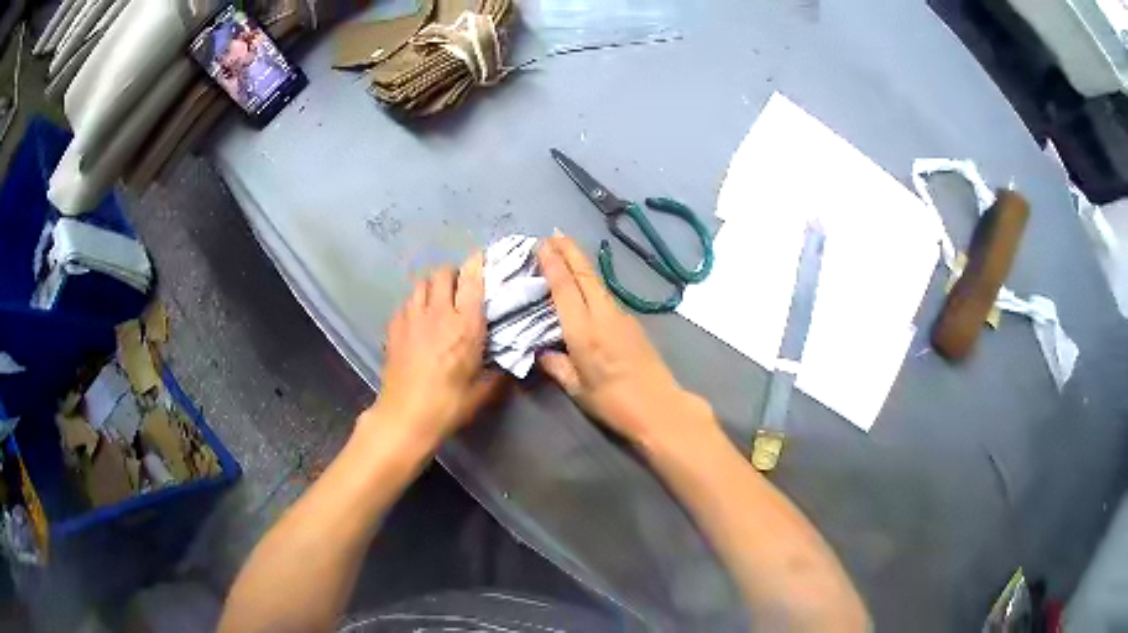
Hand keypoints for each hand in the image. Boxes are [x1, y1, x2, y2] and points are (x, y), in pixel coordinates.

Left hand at [367, 254, 504, 442]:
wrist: (405, 417)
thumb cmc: (448, 405)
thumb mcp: (482, 392)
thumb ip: (498, 373)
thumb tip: (510, 362)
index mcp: (465, 326)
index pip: (472, 280)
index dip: (478, 264)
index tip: (483, 260)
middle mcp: (439, 313)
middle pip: (443, 272)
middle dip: (454, 274)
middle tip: (460, 288)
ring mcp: (412, 317)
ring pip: (422, 282)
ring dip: (433, 285)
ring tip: (438, 299)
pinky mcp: (394, 326)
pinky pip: (406, 302)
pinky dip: (415, 303)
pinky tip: (418, 320)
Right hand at [536, 236, 716, 450]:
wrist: (660, 408)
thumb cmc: (614, 403)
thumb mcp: (577, 389)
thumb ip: (556, 366)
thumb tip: (541, 351)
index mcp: (583, 331)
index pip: (565, 288)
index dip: (552, 263)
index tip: (541, 243)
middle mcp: (602, 316)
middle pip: (584, 275)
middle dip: (569, 251)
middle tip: (553, 233)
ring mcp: (621, 317)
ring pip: (597, 282)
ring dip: (580, 263)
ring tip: (565, 251)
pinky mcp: (632, 323)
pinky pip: (605, 295)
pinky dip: (591, 282)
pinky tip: (585, 284)